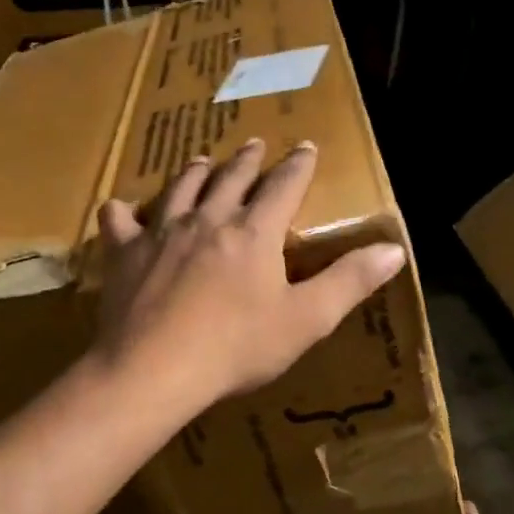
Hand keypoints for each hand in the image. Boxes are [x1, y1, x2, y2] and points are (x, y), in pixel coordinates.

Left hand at [93, 138, 406, 414]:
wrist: (155, 369)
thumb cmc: (236, 348)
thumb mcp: (305, 320)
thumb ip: (349, 282)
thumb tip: (394, 248)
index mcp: (254, 232)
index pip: (284, 186)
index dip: (298, 165)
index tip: (306, 147)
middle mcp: (208, 219)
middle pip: (231, 178)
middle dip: (248, 159)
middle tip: (255, 144)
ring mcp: (161, 231)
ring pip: (180, 188)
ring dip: (194, 172)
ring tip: (201, 160)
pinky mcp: (125, 252)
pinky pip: (119, 220)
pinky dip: (122, 211)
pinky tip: (121, 208)